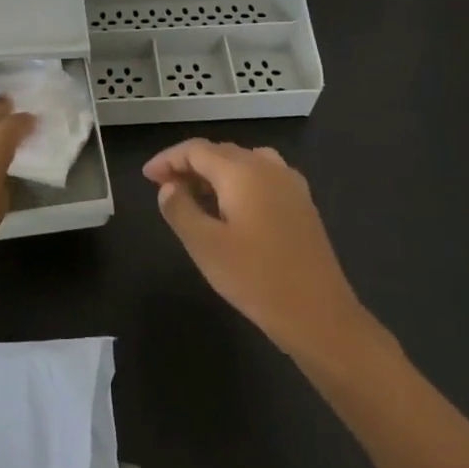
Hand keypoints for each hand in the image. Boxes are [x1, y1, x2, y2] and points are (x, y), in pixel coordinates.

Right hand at [144, 139, 365, 355]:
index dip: (168, 159)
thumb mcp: (205, 246)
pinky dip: (237, 183)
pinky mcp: (302, 205)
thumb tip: (168, 187)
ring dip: (214, 173)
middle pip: (220, 152)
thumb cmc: (257, 279)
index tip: (147, 177)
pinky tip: (230, 209)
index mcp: (242, 171)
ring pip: (242, 163)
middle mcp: (268, 167)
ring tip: (193, 195)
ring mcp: (290, 184)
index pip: (196, 150)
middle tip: (164, 188)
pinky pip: (261, 178)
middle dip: (189, 165)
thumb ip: (180, 209)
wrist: (321, 317)